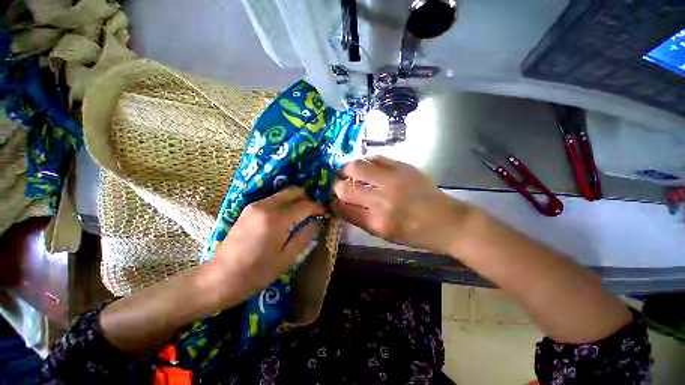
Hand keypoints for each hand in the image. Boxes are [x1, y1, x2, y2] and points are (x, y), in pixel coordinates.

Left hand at [209, 187, 324, 306]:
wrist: (219, 278)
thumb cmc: (256, 273)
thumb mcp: (287, 258)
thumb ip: (305, 235)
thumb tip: (317, 221)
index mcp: (277, 219)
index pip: (305, 205)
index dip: (318, 207)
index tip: (326, 211)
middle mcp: (266, 206)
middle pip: (294, 191)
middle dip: (307, 198)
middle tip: (314, 211)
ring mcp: (255, 205)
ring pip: (283, 193)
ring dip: (296, 199)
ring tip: (303, 213)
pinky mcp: (249, 208)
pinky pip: (274, 199)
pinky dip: (285, 202)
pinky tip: (288, 215)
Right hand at [332, 157, 476, 253]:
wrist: (446, 221)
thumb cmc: (414, 234)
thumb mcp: (384, 234)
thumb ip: (361, 219)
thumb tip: (342, 205)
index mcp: (376, 222)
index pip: (343, 208)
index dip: (333, 203)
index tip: (333, 200)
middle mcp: (381, 200)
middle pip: (346, 188)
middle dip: (337, 186)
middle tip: (338, 185)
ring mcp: (392, 180)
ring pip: (357, 167)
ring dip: (347, 169)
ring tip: (347, 172)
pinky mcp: (403, 167)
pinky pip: (376, 158)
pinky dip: (366, 161)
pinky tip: (366, 166)